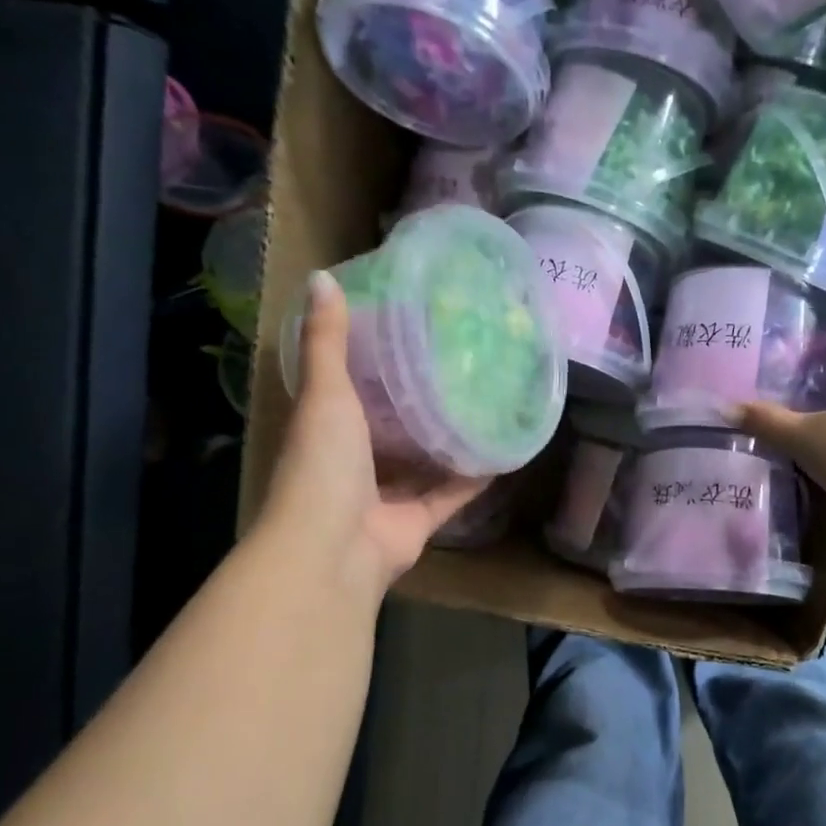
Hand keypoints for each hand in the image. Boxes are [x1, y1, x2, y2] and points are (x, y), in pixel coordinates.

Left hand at [260, 272, 485, 597]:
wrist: (333, 548)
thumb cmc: (323, 464)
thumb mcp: (325, 393)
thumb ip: (326, 342)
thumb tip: (321, 277)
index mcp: (327, 431)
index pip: (350, 392)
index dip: (374, 366)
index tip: (408, 334)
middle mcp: (355, 465)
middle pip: (391, 430)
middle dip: (419, 405)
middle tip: (460, 368)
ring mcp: (386, 497)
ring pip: (423, 464)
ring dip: (449, 442)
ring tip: (488, 405)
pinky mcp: (418, 523)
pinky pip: (451, 495)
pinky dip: (474, 478)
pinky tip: (503, 452)